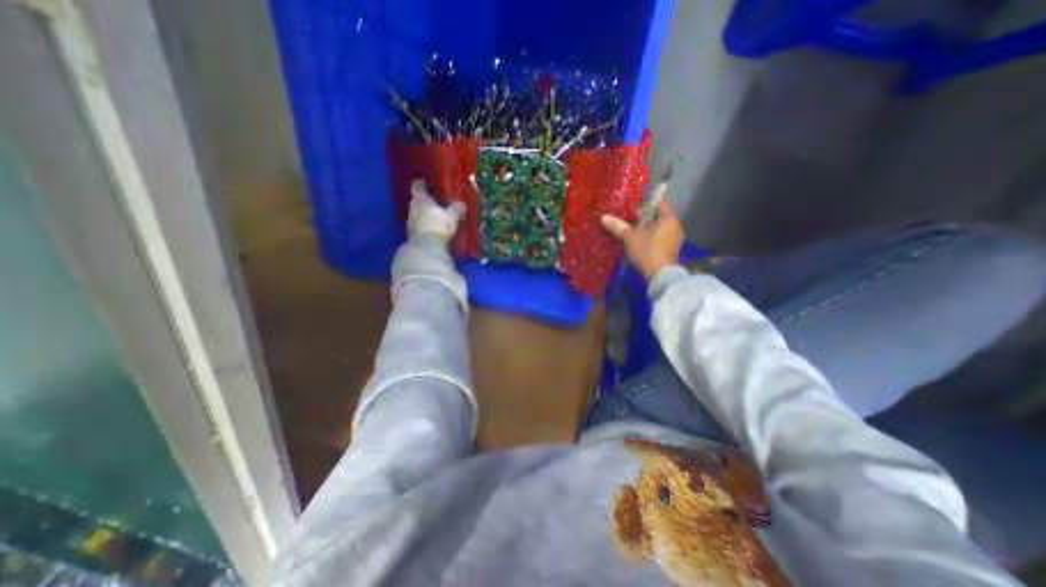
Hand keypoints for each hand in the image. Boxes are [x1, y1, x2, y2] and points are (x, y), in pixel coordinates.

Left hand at [408, 178, 464, 241]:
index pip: (417, 187)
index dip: (420, 185)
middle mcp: (412, 209)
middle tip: (434, 202)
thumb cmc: (438, 226)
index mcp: (421, 200)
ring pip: (417, 216)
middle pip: (416, 202)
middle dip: (424, 202)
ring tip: (435, 218)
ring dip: (424, 216)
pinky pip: (419, 228)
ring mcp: (410, 224)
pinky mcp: (413, 237)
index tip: (423, 183)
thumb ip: (456, 209)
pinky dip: (425, 228)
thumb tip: (461, 204)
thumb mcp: (452, 216)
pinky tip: (433, 231)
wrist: (426, 248)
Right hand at [601, 197, 683, 281]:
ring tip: (631, 233)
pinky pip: (659, 239)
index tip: (632, 208)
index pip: (659, 203)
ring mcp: (675, 240)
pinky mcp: (671, 251)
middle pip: (658, 216)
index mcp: (669, 218)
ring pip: (658, 229)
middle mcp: (675, 226)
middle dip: (643, 218)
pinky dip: (650, 239)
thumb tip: (604, 217)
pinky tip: (638, 244)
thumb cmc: (647, 251)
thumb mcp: (630, 237)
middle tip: (628, 221)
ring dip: (646, 230)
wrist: (660, 276)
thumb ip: (618, 226)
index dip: (645, 203)